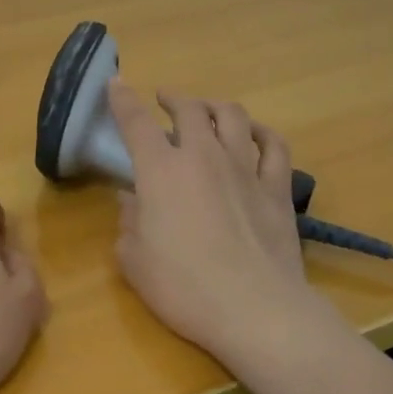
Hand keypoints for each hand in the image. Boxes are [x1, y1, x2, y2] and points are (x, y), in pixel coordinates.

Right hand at [109, 82, 342, 366]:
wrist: (255, 310)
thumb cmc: (183, 287)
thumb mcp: (134, 260)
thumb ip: (128, 223)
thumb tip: (130, 200)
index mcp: (161, 170)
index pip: (136, 122)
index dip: (122, 99)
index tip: (115, 83)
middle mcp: (203, 157)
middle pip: (189, 109)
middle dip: (173, 98)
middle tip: (165, 100)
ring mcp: (245, 169)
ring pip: (232, 117)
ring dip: (215, 106)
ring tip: (206, 110)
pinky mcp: (277, 188)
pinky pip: (274, 146)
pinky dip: (262, 132)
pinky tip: (254, 134)